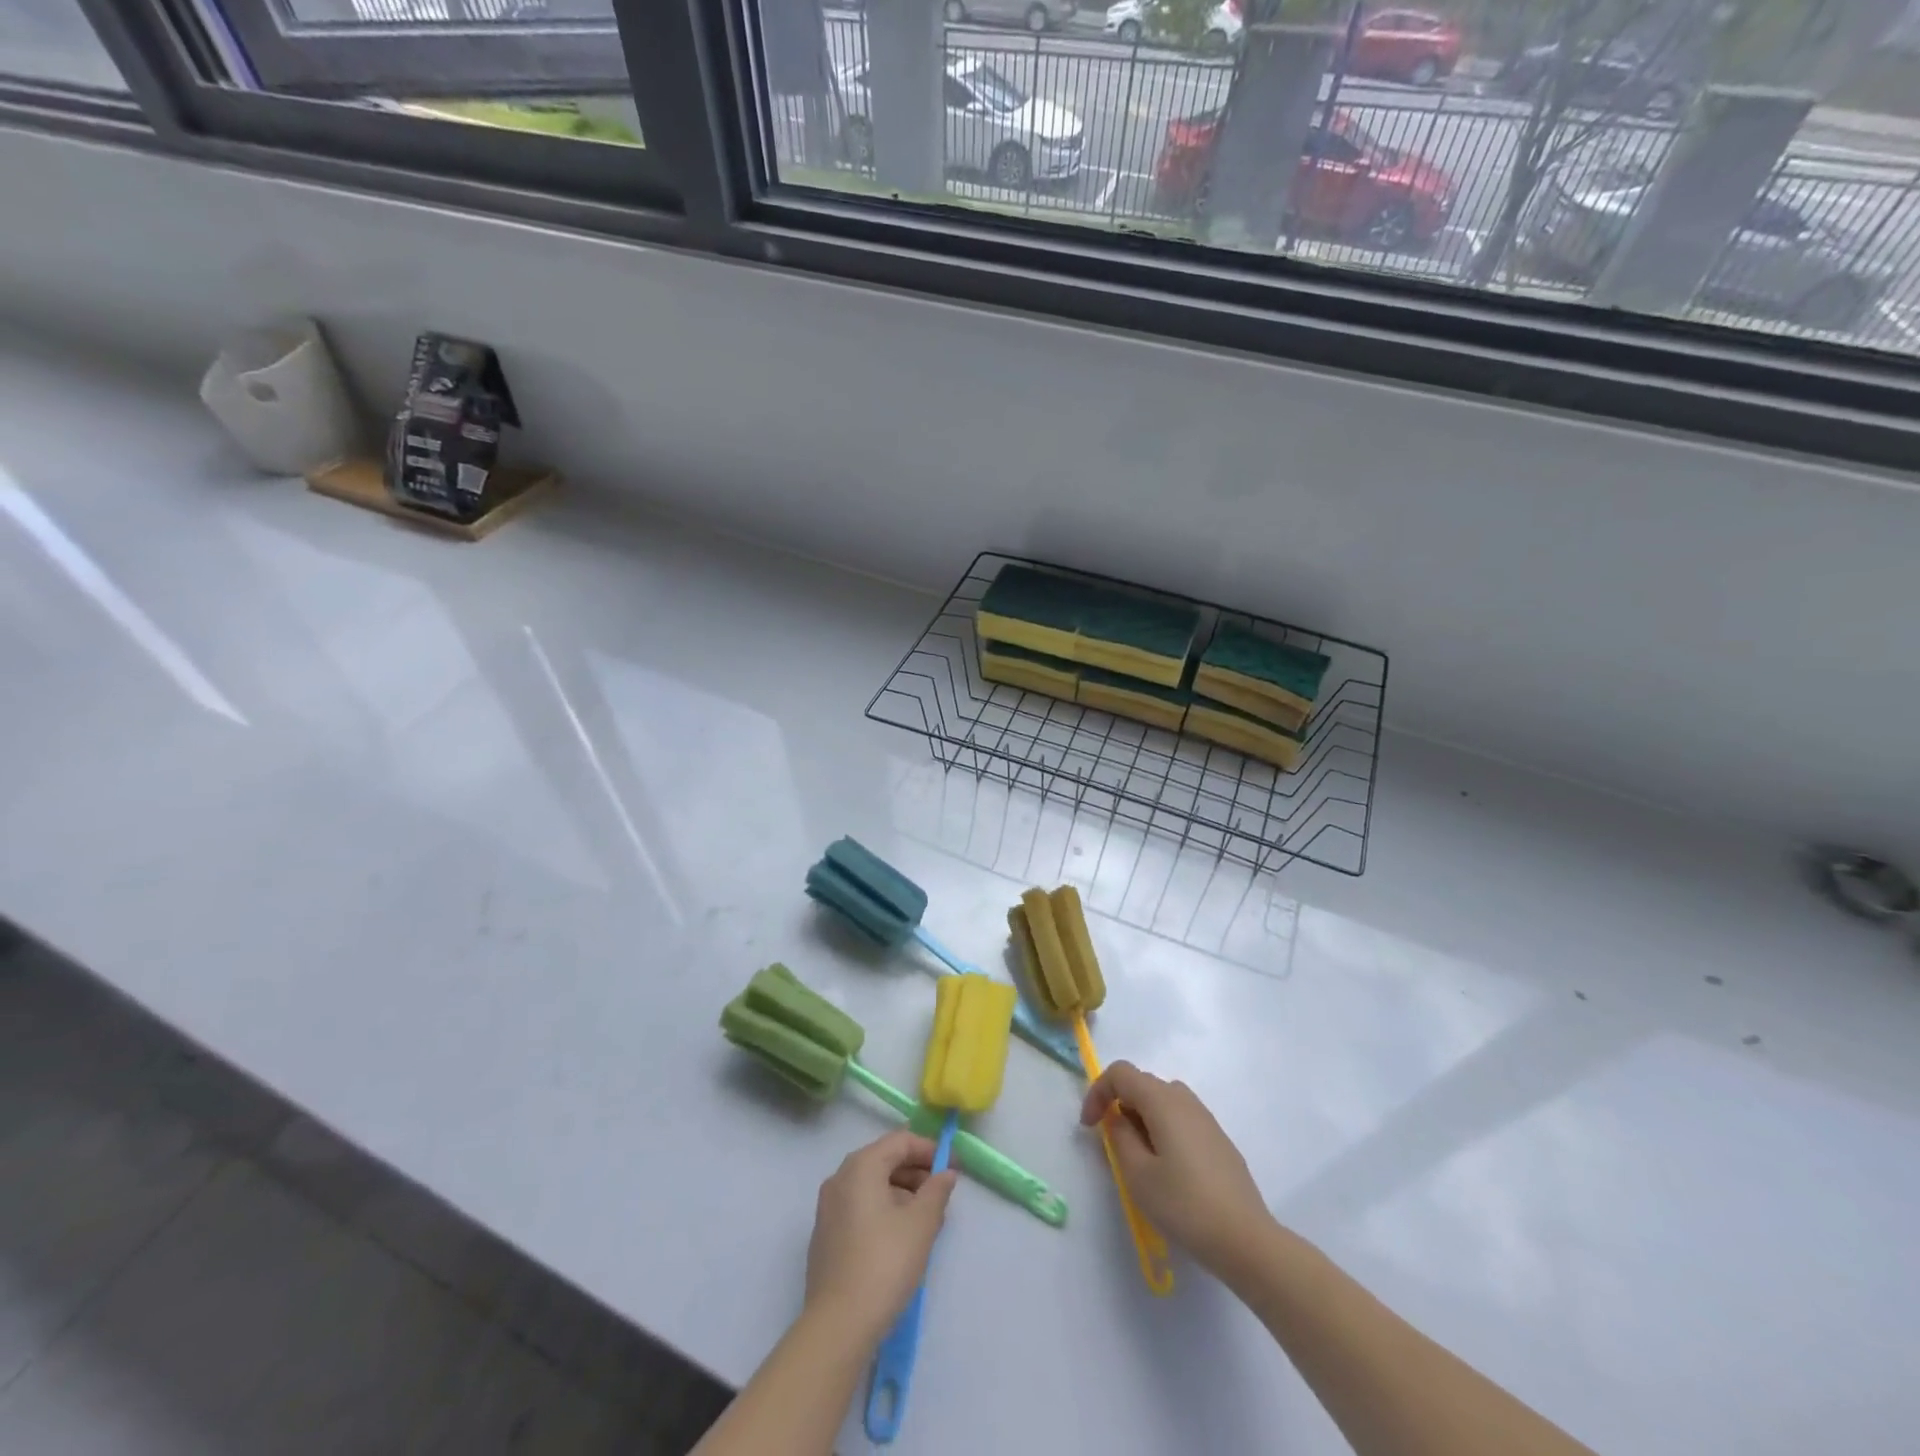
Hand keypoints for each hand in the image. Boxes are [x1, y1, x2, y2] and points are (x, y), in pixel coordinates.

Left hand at [804, 1129, 957, 1342]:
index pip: (900, 1141)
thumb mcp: (921, 1224)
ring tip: (927, 1219)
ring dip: (902, 1193)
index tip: (953, 1166)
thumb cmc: (884, 1264)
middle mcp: (840, 1178)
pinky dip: (884, 1209)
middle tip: (942, 1195)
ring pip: (872, 1185)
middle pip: (884, 1160)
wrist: (838, 1326)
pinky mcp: (826, 1235)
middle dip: (916, 1172)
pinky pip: (860, 1206)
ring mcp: (829, 1207)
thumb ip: (937, 1191)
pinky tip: (902, 1236)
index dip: (929, 1149)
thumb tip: (945, 1172)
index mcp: (860, 1166)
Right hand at [1081, 1061, 1273, 1275]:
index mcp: (1162, 1100)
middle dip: (1119, 1106)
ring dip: (1142, 1119)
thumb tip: (1117, 1119)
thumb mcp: (1138, 1174)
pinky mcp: (1219, 1140)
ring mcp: (1206, 1119)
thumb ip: (1119, 1138)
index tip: (1089, 1126)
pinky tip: (1168, 1169)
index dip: (1098, 1092)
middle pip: (1142, 1084)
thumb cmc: (1185, 1205)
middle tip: (1112, 1145)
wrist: (1246, 1240)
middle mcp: (1185, 1099)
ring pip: (1163, 1102)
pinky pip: (1181, 1120)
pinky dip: (1163, 1130)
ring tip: (1138, 1157)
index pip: (1121, 1073)